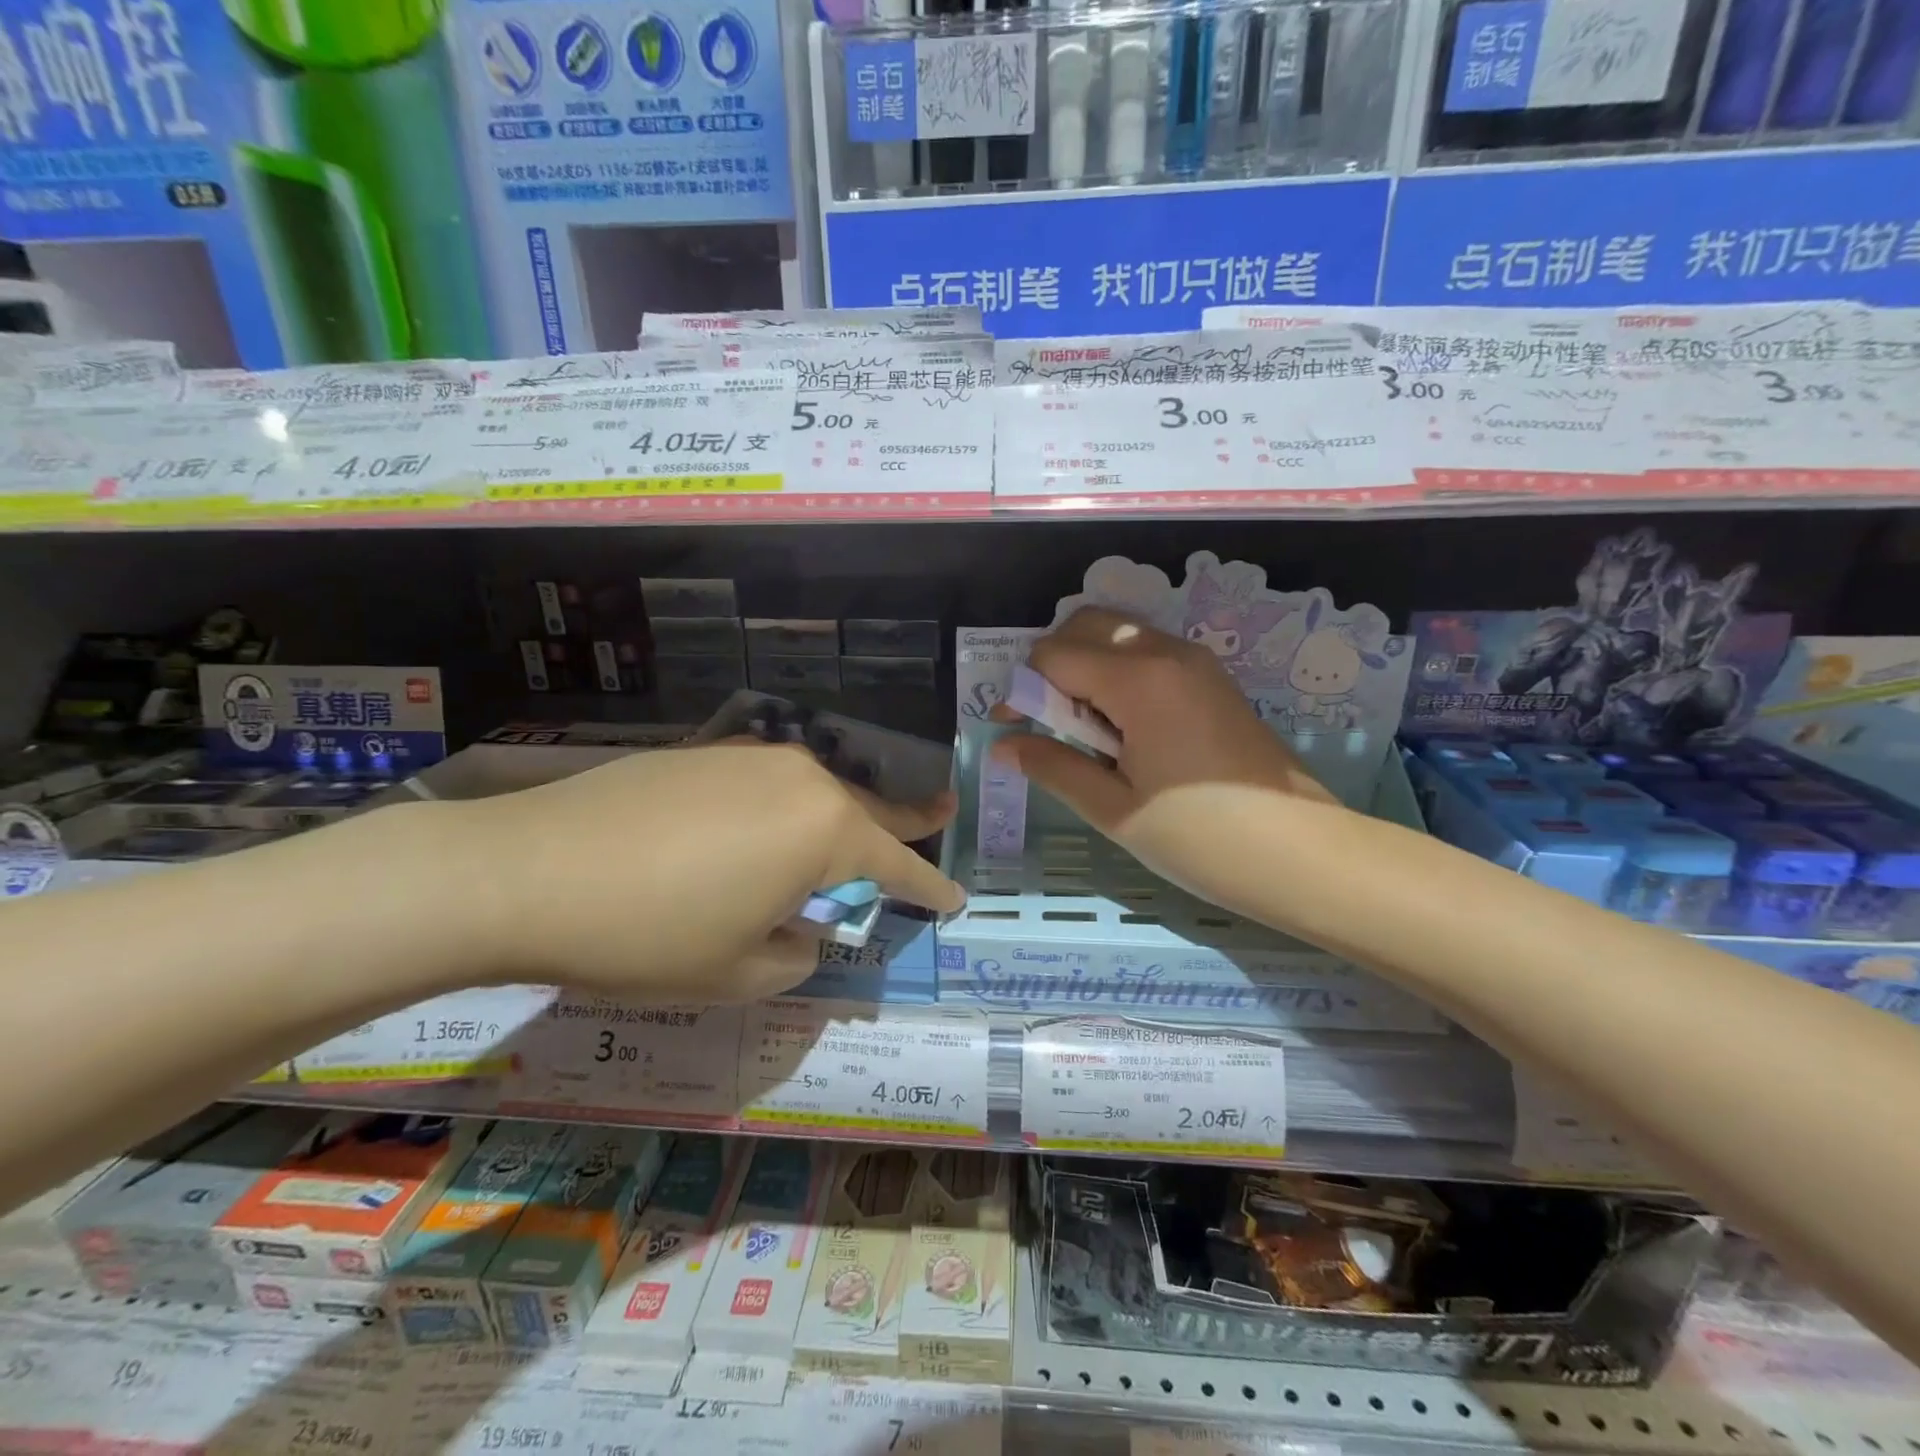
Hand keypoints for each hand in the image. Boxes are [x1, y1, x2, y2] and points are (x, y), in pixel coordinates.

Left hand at [451, 742, 963, 1000]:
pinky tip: (764, 828)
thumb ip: (796, 953)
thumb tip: (802, 929)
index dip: (929, 887)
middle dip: (908, 819)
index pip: (897, 864)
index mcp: (824, 830)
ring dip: (841, 815)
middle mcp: (801, 778)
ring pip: (818, 789)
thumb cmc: (648, 934)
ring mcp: (750, 756)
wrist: (525, 870)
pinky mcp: (705, 752)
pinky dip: (786, 807)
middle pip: (869, 806)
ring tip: (853, 834)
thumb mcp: (739, 972)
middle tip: (944, 811)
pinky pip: (769, 782)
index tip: (956, 899)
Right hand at [991, 608, 1336, 905]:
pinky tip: (1122, 727)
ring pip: (1119, 634)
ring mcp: (1196, 662)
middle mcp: (1167, 653)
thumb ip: (1054, 766)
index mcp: (1138, 680)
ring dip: (1086, 665)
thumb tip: (1003, 746)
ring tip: (1084, 728)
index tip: (1012, 730)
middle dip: (1051, 664)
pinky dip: (1118, 672)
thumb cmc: (1199, 836)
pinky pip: (1148, 653)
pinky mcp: (1212, 679)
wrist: (1300, 853)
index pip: (1053, 655)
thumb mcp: (1114, 808)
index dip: (1020, 689)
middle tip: (1047, 721)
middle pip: (1086, 624)